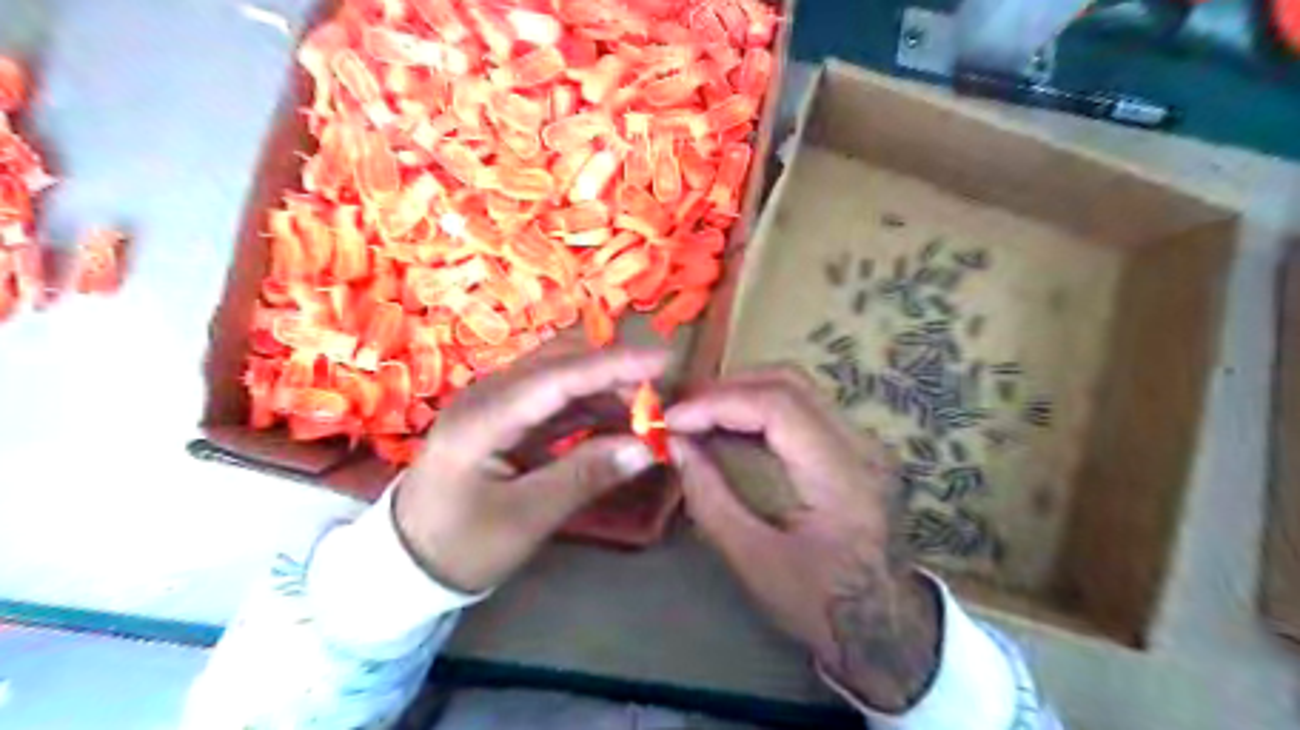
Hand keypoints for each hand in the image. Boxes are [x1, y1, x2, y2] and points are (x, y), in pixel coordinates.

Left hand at [392, 346, 662, 592]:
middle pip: (560, 362)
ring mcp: (496, 403)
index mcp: (484, 418)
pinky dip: (591, 407)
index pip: (558, 377)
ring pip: (561, 376)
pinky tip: (620, 422)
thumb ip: (585, 476)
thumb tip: (646, 447)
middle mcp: (488, 396)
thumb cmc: (461, 546)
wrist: (408, 562)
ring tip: (649, 411)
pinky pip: (556, 400)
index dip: (613, 365)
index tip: (664, 362)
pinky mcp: (506, 417)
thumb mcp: (526, 518)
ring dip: (606, 388)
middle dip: (614, 372)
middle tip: (662, 396)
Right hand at [664, 368, 941, 710]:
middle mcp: (861, 445)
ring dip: (742, 394)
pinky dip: (760, 409)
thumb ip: (710, 498)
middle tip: (681, 410)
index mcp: (842, 476)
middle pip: (790, 383)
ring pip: (797, 388)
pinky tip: (729, 427)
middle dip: (727, 389)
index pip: (777, 406)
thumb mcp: (754, 560)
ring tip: (697, 415)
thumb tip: (675, 446)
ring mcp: (864, 443)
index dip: (717, 402)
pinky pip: (803, 408)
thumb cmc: (820, 604)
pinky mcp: (857, 447)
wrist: (889, 627)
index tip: (672, 418)